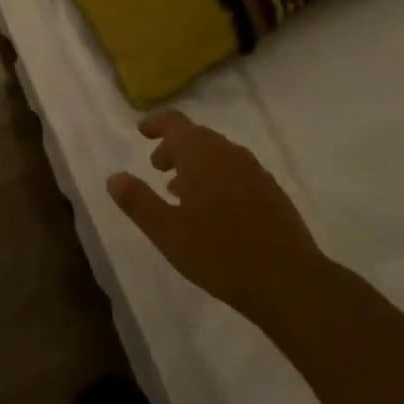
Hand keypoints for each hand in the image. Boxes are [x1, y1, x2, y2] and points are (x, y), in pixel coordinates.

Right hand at [108, 111, 326, 331]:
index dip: (156, 123)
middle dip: (174, 147)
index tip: (141, 131)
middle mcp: (228, 153)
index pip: (175, 123)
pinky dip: (217, 176)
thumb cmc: (220, 254)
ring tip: (180, 191)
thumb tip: (114, 177)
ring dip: (195, 163)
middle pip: (197, 137)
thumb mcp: (168, 233)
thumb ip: (138, 202)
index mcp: (201, 155)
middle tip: (157, 167)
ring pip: (218, 154)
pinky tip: (214, 208)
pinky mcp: (271, 190)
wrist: (289, 281)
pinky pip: (235, 170)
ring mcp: (254, 171)